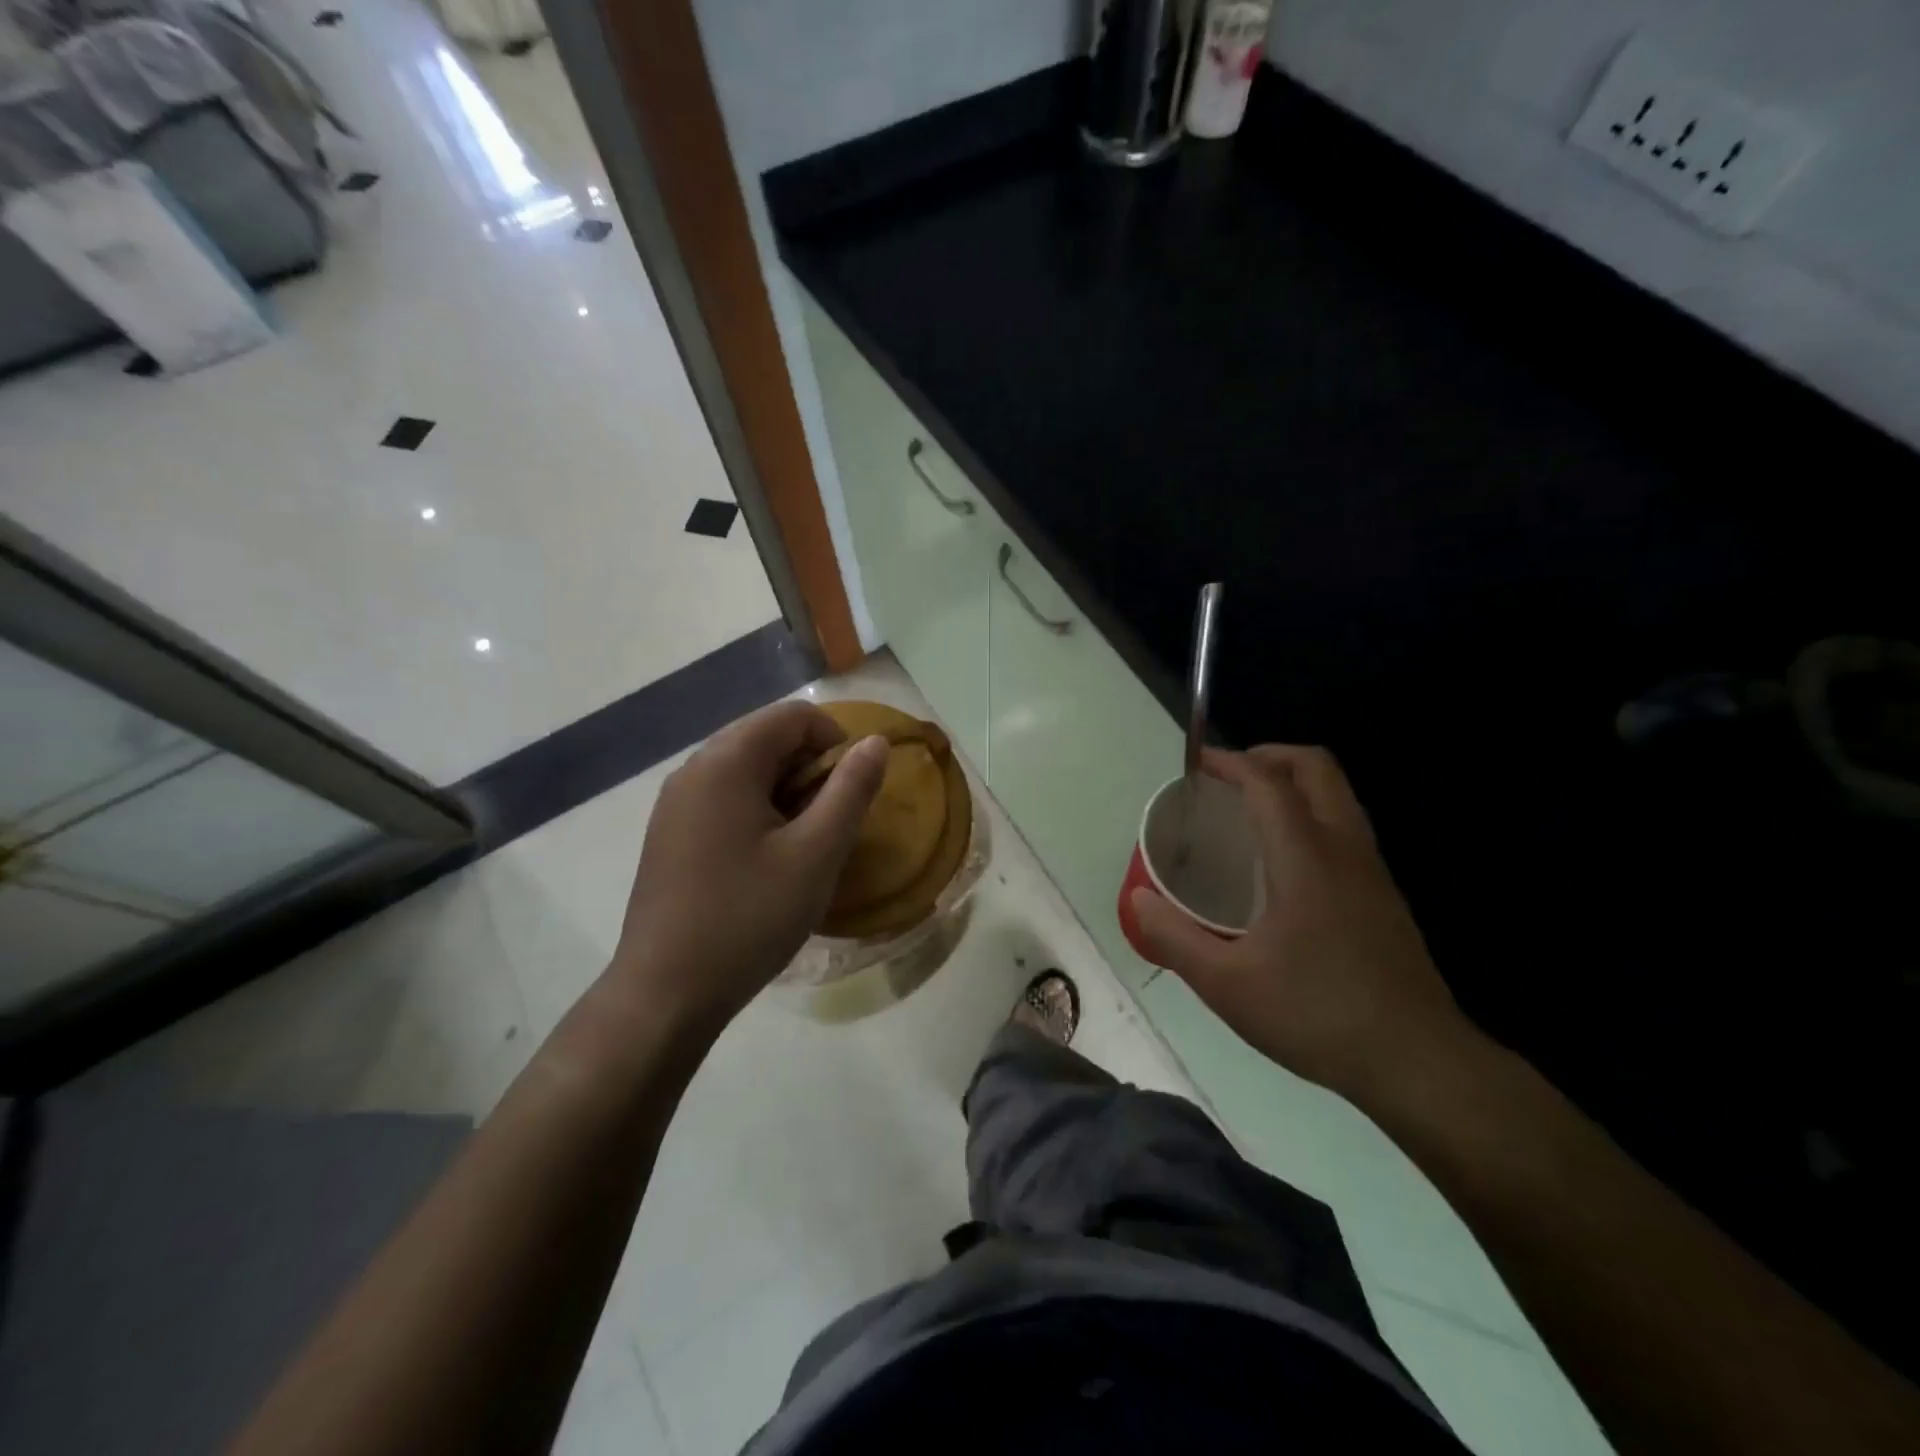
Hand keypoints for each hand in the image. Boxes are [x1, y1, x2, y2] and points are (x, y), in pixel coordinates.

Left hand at [608, 700, 886, 1037]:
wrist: (666, 993)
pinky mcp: (669, 833)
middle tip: (829, 825)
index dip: (836, 742)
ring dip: (787, 793)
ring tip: (802, 846)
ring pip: (747, 770)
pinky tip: (766, 861)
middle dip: (810, 769)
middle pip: (767, 738)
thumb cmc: (749, 917)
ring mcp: (675, 803)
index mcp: (726, 762)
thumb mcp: (816, 854)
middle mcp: (694, 769)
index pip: (794, 716)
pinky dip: (758, 812)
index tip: (851, 793)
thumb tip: (875, 742)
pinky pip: (724, 798)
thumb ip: (851, 790)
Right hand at [1130, 745, 1475, 1103]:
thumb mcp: (1227, 984)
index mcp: (1305, 858)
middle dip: (1270, 757)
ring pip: (1338, 795)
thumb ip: (1174, 937)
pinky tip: (1284, 865)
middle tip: (1229, 781)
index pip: (1268, 782)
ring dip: (1294, 784)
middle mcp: (1344, 849)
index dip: (1230, 762)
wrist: (1418, 1062)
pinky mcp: (1385, 895)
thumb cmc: (1316, 1014)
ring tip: (1251, 814)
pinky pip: (1346, 827)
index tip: (1196, 765)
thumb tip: (1137, 900)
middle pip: (1316, 768)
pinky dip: (1312, 816)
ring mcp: (1372, 871)